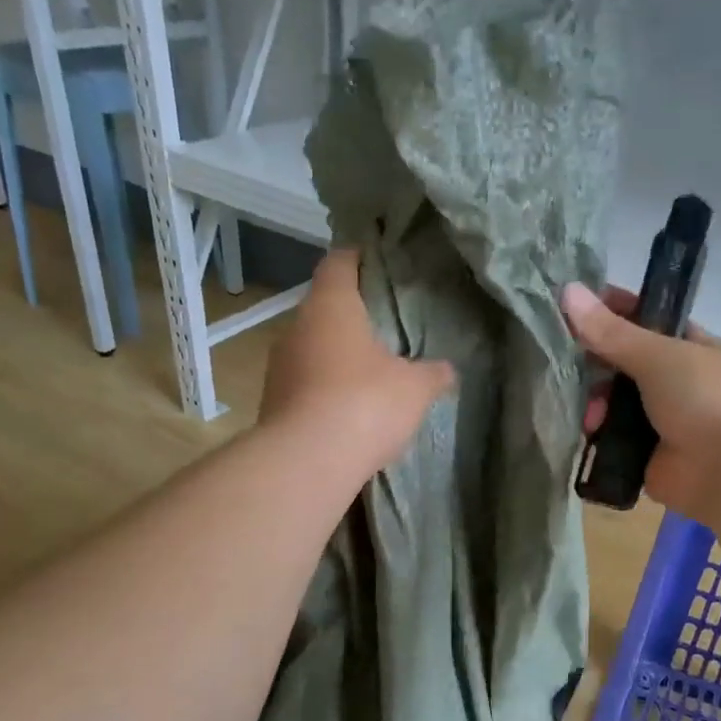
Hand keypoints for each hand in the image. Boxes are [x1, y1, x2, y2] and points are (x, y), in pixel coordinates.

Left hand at [260, 249, 455, 476]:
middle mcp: (297, 327)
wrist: (307, 462)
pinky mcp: (273, 402)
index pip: (339, 262)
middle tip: (386, 325)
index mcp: (330, 306)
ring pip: (313, 347)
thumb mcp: (415, 388)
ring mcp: (279, 366)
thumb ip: (433, 374)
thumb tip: (447, 370)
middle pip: (325, 307)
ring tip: (370, 370)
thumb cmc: (365, 404)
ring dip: (337, 355)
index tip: (379, 262)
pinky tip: (349, 408)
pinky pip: (305, 383)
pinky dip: (325, 388)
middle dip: (353, 314)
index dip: (359, 257)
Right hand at [563, 283, 720, 525]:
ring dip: (592, 404)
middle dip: (591, 364)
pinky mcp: (642, 456)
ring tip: (589, 416)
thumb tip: (567, 290)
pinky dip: (595, 438)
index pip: (638, 318)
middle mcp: (669, 380)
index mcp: (682, 346)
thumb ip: (611, 331)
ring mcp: (656, 420)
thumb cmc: (706, 398)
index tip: (567, 307)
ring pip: (610, 403)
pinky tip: (583, 435)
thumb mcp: (658, 354)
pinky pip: (609, 441)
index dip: (606, 310)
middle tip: (564, 366)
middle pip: (618, 364)